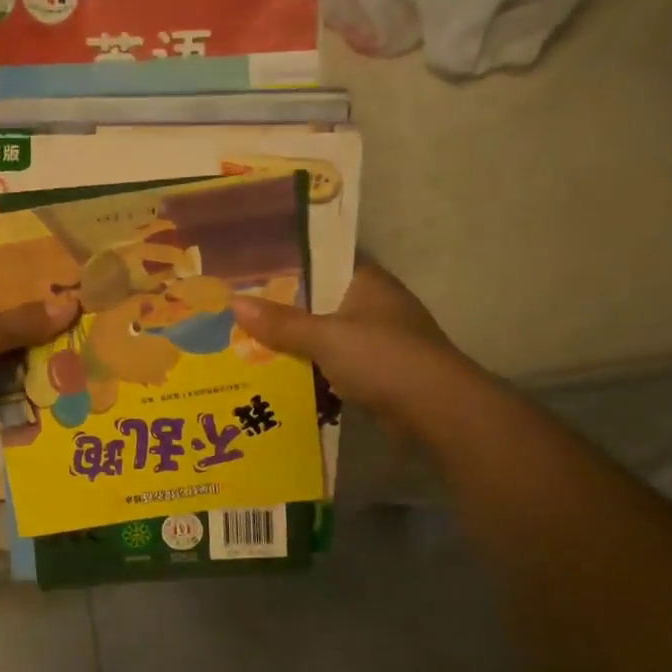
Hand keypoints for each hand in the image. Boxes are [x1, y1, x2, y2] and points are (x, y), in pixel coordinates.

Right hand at [229, 257, 459, 424]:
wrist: (438, 410)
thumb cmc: (382, 358)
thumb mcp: (324, 337)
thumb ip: (281, 322)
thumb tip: (234, 304)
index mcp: (367, 281)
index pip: (323, 261)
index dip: (287, 266)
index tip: (250, 274)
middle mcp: (376, 304)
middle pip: (321, 301)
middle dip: (286, 310)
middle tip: (240, 312)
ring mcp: (381, 339)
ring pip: (328, 335)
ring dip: (299, 344)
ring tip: (250, 344)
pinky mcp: (381, 371)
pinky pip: (337, 364)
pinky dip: (315, 370)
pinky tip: (283, 376)